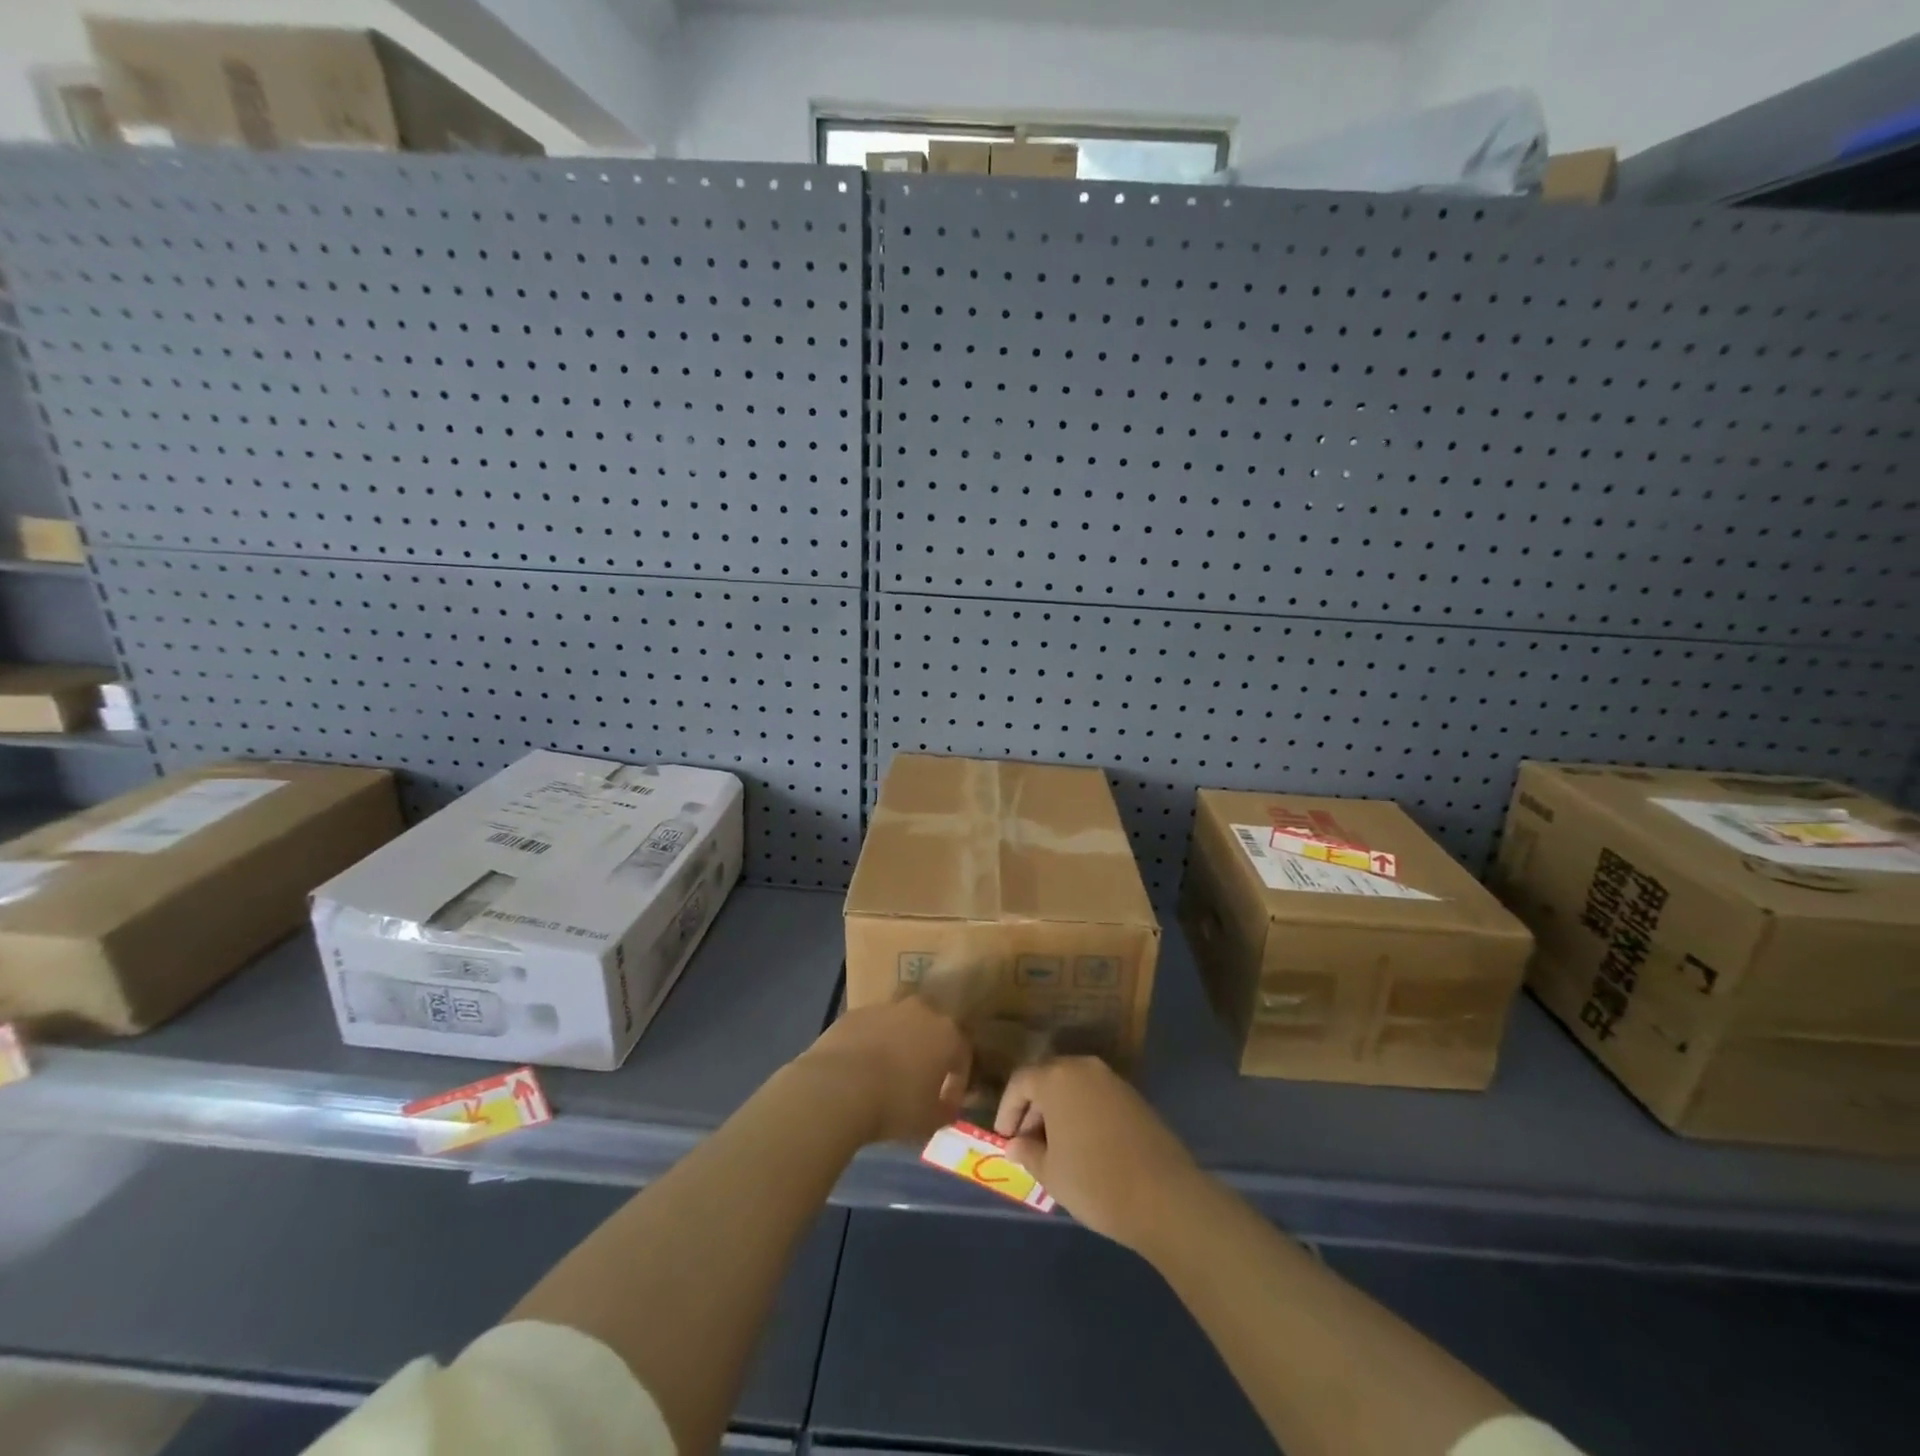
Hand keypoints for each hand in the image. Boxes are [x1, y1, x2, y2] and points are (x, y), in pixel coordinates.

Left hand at [796, 997, 970, 1145]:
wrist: (839, 1087)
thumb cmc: (895, 1104)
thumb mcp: (929, 1120)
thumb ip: (945, 1109)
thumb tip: (947, 1104)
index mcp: (946, 1033)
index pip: (962, 1053)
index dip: (957, 1080)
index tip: (947, 1102)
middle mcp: (920, 1011)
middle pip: (932, 1025)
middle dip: (929, 1047)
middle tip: (920, 1076)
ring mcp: (886, 1007)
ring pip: (900, 1020)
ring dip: (899, 1039)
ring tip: (888, 1069)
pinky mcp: (856, 1012)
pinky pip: (871, 1026)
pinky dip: (871, 1041)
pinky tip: (861, 1066)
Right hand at [995, 1058, 1202, 1252]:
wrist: (1165, 1197)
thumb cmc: (1095, 1182)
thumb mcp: (1050, 1173)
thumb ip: (1027, 1152)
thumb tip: (1016, 1144)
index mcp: (1057, 1078)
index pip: (1020, 1082)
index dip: (1008, 1110)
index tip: (1005, 1139)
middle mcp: (1084, 1067)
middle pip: (1048, 1079)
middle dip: (1033, 1109)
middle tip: (1027, 1144)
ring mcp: (1113, 1080)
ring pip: (1074, 1087)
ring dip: (1059, 1111)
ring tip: (1055, 1149)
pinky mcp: (1134, 1097)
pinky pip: (1096, 1097)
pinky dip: (1083, 1114)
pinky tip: (1084, 1147)